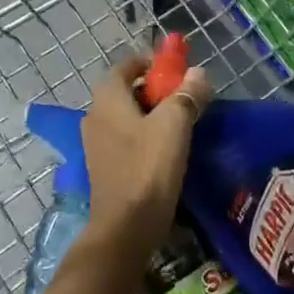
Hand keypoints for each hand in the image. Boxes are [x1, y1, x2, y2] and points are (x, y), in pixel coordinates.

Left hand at [83, 53, 212, 256]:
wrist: (125, 229)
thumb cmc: (148, 168)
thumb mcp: (174, 124)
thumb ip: (187, 94)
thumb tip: (198, 73)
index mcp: (107, 98)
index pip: (125, 66)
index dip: (150, 63)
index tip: (175, 71)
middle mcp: (95, 116)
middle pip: (126, 90)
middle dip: (155, 89)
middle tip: (183, 96)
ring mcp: (96, 144)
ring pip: (127, 116)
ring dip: (151, 114)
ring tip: (180, 123)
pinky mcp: (104, 167)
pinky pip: (125, 139)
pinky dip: (144, 135)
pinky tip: (167, 150)